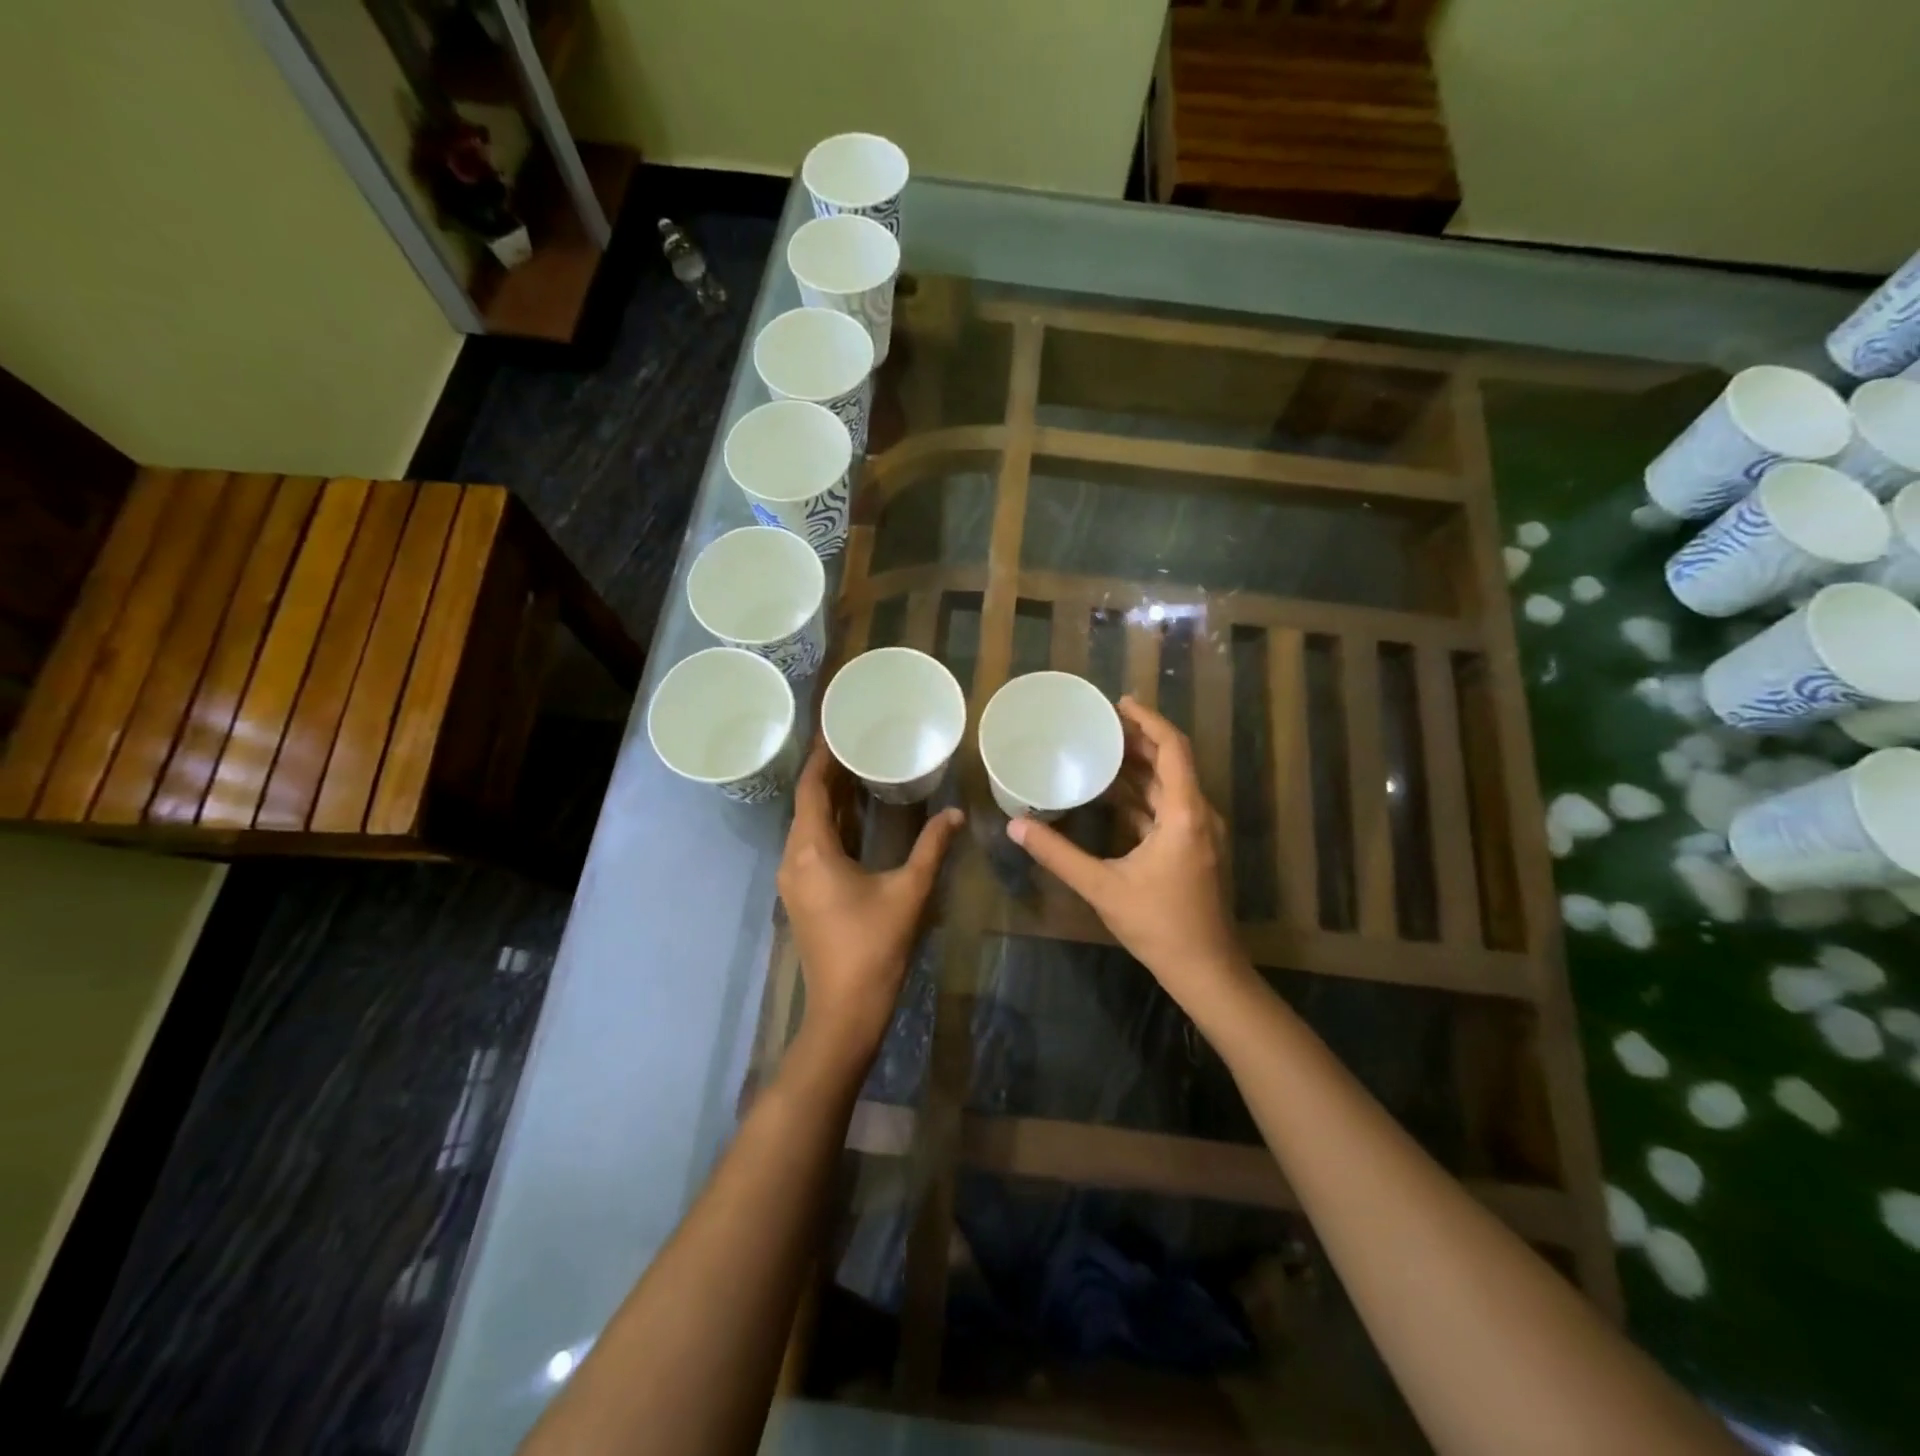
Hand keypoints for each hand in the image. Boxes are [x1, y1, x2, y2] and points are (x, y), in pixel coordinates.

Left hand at [777, 741, 963, 1059]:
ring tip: (857, 772)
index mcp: (812, 852)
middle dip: (827, 775)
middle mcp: (794, 860)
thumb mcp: (909, 891)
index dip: (822, 758)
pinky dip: (828, 825)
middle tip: (856, 745)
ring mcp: (793, 880)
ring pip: (806, 826)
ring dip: (827, 800)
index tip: (836, 730)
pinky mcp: (800, 895)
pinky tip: (853, 818)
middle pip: (806, 805)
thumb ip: (932, 848)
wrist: (845, 1009)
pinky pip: (809, 846)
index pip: (811, 790)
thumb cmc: (874, 946)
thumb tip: (955, 813)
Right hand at [1009, 697, 1246, 1012]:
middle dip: (1139, 740)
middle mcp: (1198, 815)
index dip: (1148, 721)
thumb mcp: (1103, 888)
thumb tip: (1016, 828)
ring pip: (1169, 785)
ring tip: (1102, 750)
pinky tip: (1112, 795)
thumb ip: (1059, 855)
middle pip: (1171, 762)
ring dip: (1140, 767)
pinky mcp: (1193, 849)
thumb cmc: (1160, 925)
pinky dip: (1142, 795)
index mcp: (1185, 814)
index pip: (1173, 749)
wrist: (1206, 970)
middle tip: (1101, 724)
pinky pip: (1167, 808)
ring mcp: (1199, 833)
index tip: (1118, 704)